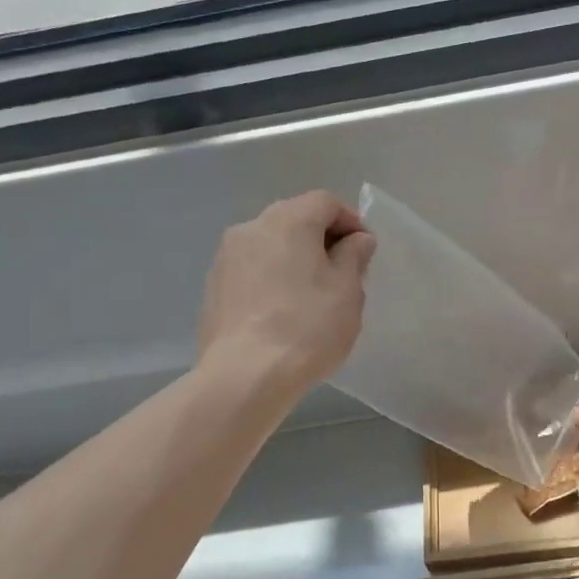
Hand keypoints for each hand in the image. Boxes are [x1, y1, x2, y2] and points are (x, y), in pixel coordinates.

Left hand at [198, 192, 375, 398]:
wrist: (246, 375)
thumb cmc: (308, 326)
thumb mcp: (348, 290)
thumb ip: (354, 256)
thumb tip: (356, 240)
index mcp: (288, 220)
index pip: (325, 202)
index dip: (350, 221)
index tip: (365, 250)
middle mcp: (251, 228)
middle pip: (294, 220)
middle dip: (322, 240)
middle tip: (344, 273)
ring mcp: (226, 258)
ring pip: (270, 246)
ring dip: (294, 260)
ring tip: (313, 296)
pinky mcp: (213, 289)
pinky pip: (252, 272)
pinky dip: (271, 280)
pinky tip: (283, 313)